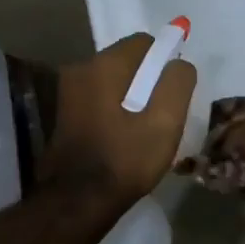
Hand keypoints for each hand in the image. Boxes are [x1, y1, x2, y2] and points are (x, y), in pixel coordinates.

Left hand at [39, 34, 196, 210]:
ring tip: (144, 130)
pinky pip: (99, 99)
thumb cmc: (125, 159)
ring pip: (113, 82)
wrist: (77, 200)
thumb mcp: (165, 122)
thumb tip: (180, 63)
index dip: (166, 62)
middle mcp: (81, 68)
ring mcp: (68, 91)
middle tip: (162, 115)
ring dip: (131, 97)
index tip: (174, 93)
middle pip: (127, 62)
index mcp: (104, 64)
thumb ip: (177, 83)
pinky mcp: (64, 113)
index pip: (145, 43)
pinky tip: (123, 137)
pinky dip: (115, 109)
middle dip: (148, 80)